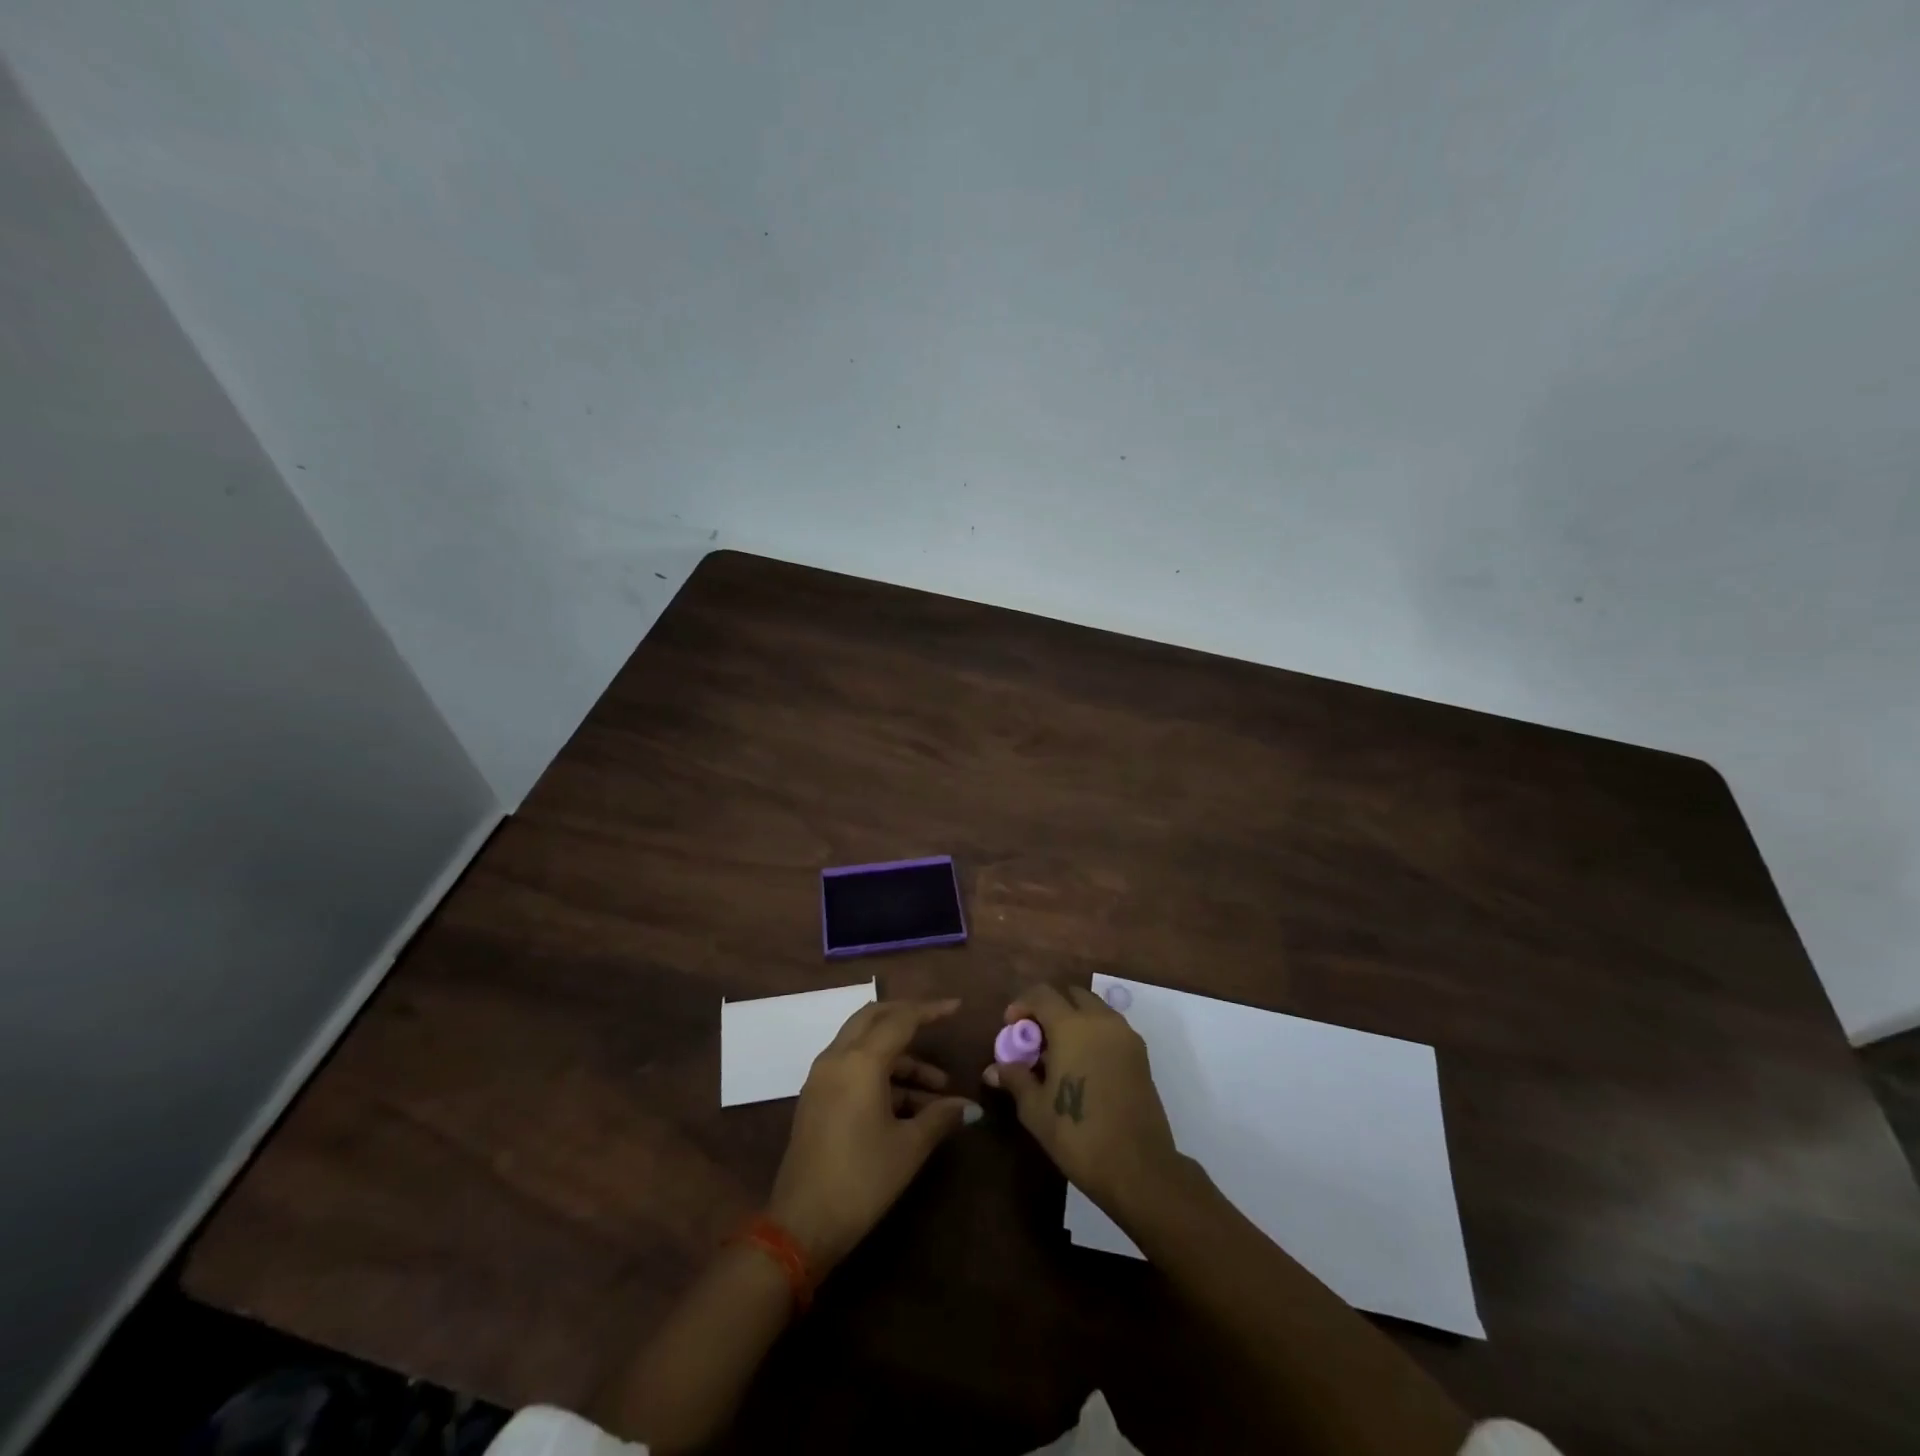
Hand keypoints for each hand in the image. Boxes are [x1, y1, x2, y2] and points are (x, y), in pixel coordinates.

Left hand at [768, 998, 975, 1272]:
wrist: (801, 1226)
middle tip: (938, 1025)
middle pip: (874, 1018)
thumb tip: (970, 1107)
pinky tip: (909, 1105)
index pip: (900, 1019)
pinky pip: (852, 1067)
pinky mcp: (816, 1098)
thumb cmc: (861, 1180)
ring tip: (938, 1091)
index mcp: (860, 1062)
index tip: (957, 1008)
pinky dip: (881, 1073)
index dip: (930, 1011)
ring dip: (900, 1057)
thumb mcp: (908, 1148)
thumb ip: (940, 1117)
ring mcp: (822, 1077)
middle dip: (908, 1018)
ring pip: (864, 1045)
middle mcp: (837, 1058)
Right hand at [984, 983, 1179, 1214]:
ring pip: (1094, 1009)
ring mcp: (1125, 1035)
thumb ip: (1015, 1078)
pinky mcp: (1141, 1054)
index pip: (1042, 993)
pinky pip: (1110, 1027)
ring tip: (1059, 1053)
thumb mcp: (1035, 1109)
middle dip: (1049, 1008)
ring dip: (1073, 1019)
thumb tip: (994, 1068)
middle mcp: (1101, 1020)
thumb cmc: (1078, 1134)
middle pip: (1070, 994)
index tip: (1010, 1028)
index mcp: (1072, 1026)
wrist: (1138, 1168)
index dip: (1021, 1004)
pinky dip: (1093, 1032)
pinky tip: (1083, 1065)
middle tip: (1035, 1038)